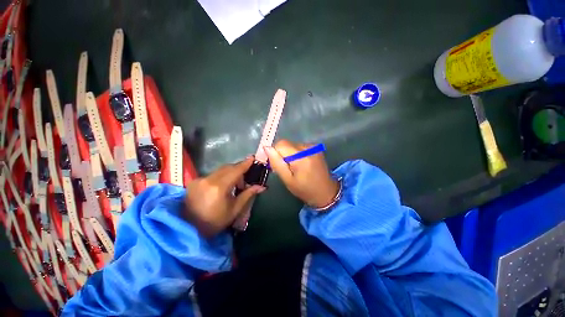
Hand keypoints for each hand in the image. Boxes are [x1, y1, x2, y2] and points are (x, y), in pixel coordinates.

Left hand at [185, 157, 265, 236]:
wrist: (188, 229)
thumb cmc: (215, 221)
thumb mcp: (234, 209)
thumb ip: (248, 195)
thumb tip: (261, 187)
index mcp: (219, 187)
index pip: (235, 171)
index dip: (245, 164)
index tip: (252, 158)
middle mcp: (208, 180)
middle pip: (227, 168)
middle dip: (238, 170)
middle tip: (244, 182)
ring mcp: (199, 180)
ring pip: (220, 170)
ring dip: (230, 174)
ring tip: (234, 186)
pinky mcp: (194, 182)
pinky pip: (212, 174)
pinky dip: (221, 177)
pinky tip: (222, 187)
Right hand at [265, 140, 338, 207]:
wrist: (326, 192)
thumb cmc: (305, 190)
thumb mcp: (288, 180)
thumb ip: (276, 163)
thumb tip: (267, 148)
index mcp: (301, 157)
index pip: (280, 144)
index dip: (275, 153)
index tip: (278, 165)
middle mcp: (308, 148)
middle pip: (286, 144)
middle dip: (283, 155)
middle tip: (288, 169)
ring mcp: (313, 147)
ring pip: (292, 145)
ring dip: (290, 155)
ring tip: (297, 168)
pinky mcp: (316, 148)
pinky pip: (299, 147)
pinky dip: (297, 154)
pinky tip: (303, 164)